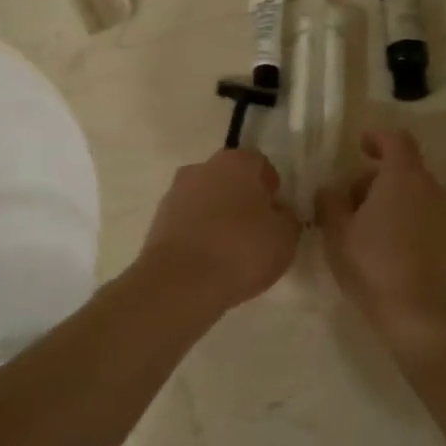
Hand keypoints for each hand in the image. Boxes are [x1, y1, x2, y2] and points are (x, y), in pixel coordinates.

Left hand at [135, 148, 300, 314]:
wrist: (180, 283)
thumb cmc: (241, 250)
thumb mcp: (285, 237)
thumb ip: (287, 217)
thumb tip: (278, 212)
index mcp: (236, 162)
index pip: (260, 165)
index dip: (272, 189)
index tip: (277, 214)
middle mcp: (202, 168)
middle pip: (230, 179)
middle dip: (243, 200)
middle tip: (256, 232)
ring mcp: (175, 192)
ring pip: (206, 200)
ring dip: (218, 216)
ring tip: (231, 252)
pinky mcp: (158, 220)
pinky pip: (188, 221)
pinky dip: (199, 234)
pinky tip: (208, 261)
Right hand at [316, 129, 445, 333]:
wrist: (426, 317)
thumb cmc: (375, 266)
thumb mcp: (338, 234)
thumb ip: (330, 202)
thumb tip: (331, 189)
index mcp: (403, 177)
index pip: (396, 139)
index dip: (377, 137)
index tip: (360, 146)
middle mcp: (432, 189)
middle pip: (404, 169)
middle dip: (375, 179)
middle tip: (349, 205)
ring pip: (417, 196)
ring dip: (392, 202)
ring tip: (367, 232)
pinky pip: (428, 219)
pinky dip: (408, 223)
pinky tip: (390, 252)